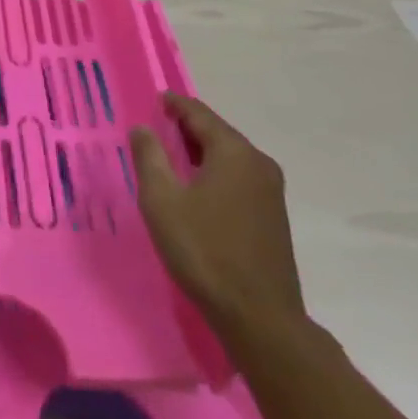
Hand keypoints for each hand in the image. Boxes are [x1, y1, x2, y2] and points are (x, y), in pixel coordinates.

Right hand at [129, 93, 304, 333]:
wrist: (260, 319)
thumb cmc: (205, 252)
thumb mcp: (162, 201)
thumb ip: (149, 157)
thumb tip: (143, 128)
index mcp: (234, 152)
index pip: (199, 114)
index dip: (175, 105)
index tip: (156, 99)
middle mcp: (258, 163)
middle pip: (218, 133)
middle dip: (187, 127)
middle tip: (158, 127)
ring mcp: (271, 192)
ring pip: (229, 157)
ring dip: (201, 152)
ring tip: (172, 156)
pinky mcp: (274, 217)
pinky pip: (239, 178)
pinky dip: (215, 172)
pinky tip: (197, 188)